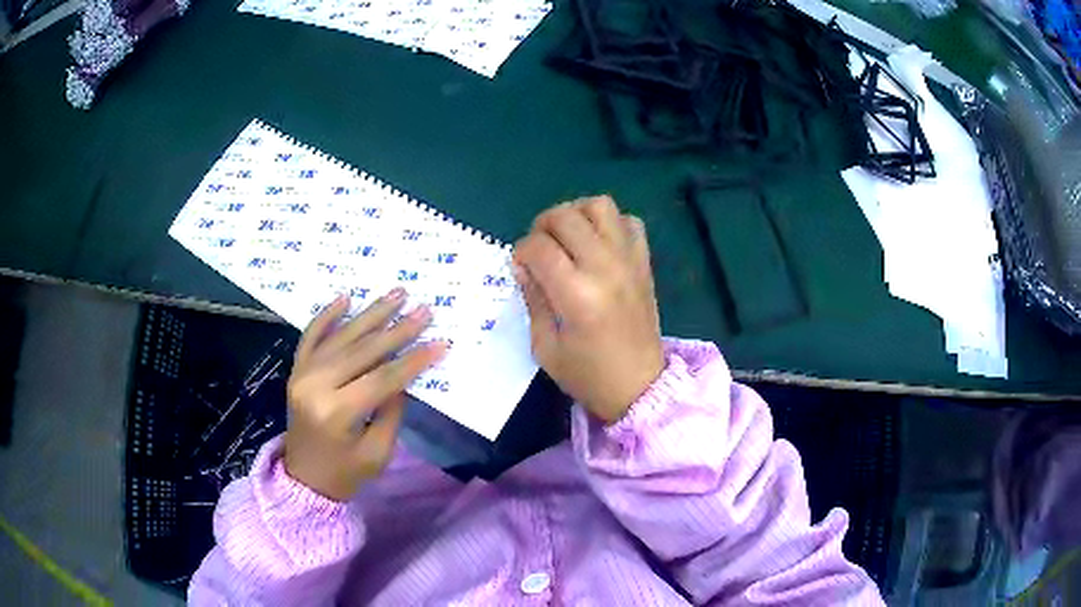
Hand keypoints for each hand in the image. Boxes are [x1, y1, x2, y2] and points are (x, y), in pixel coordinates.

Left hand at [284, 289, 446, 500]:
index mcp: (337, 412)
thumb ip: (391, 410)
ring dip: (370, 314)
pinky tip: (346, 298)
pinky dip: (327, 316)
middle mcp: (316, 386)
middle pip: (363, 351)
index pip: (382, 379)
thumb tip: (403, 375)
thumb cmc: (346, 473)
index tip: (439, 342)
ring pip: (341, 337)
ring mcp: (302, 374)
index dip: (413, 360)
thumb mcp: (378, 452)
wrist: (304, 479)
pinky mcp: (296, 371)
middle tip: (424, 310)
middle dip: (398, 330)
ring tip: (396, 293)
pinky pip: (310, 336)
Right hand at [513, 196, 663, 424]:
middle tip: (539, 248)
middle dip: (542, 226)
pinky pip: (630, 221)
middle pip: (566, 216)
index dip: (520, 251)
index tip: (520, 266)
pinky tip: (599, 244)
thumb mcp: (545, 347)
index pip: (538, 246)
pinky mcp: (644, 263)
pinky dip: (610, 223)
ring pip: (599, 205)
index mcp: (576, 295)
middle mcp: (605, 268)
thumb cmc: (588, 375)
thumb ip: (533, 299)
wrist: (640, 387)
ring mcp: (629, 261)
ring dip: (576, 214)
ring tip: (568, 237)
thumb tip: (523, 265)